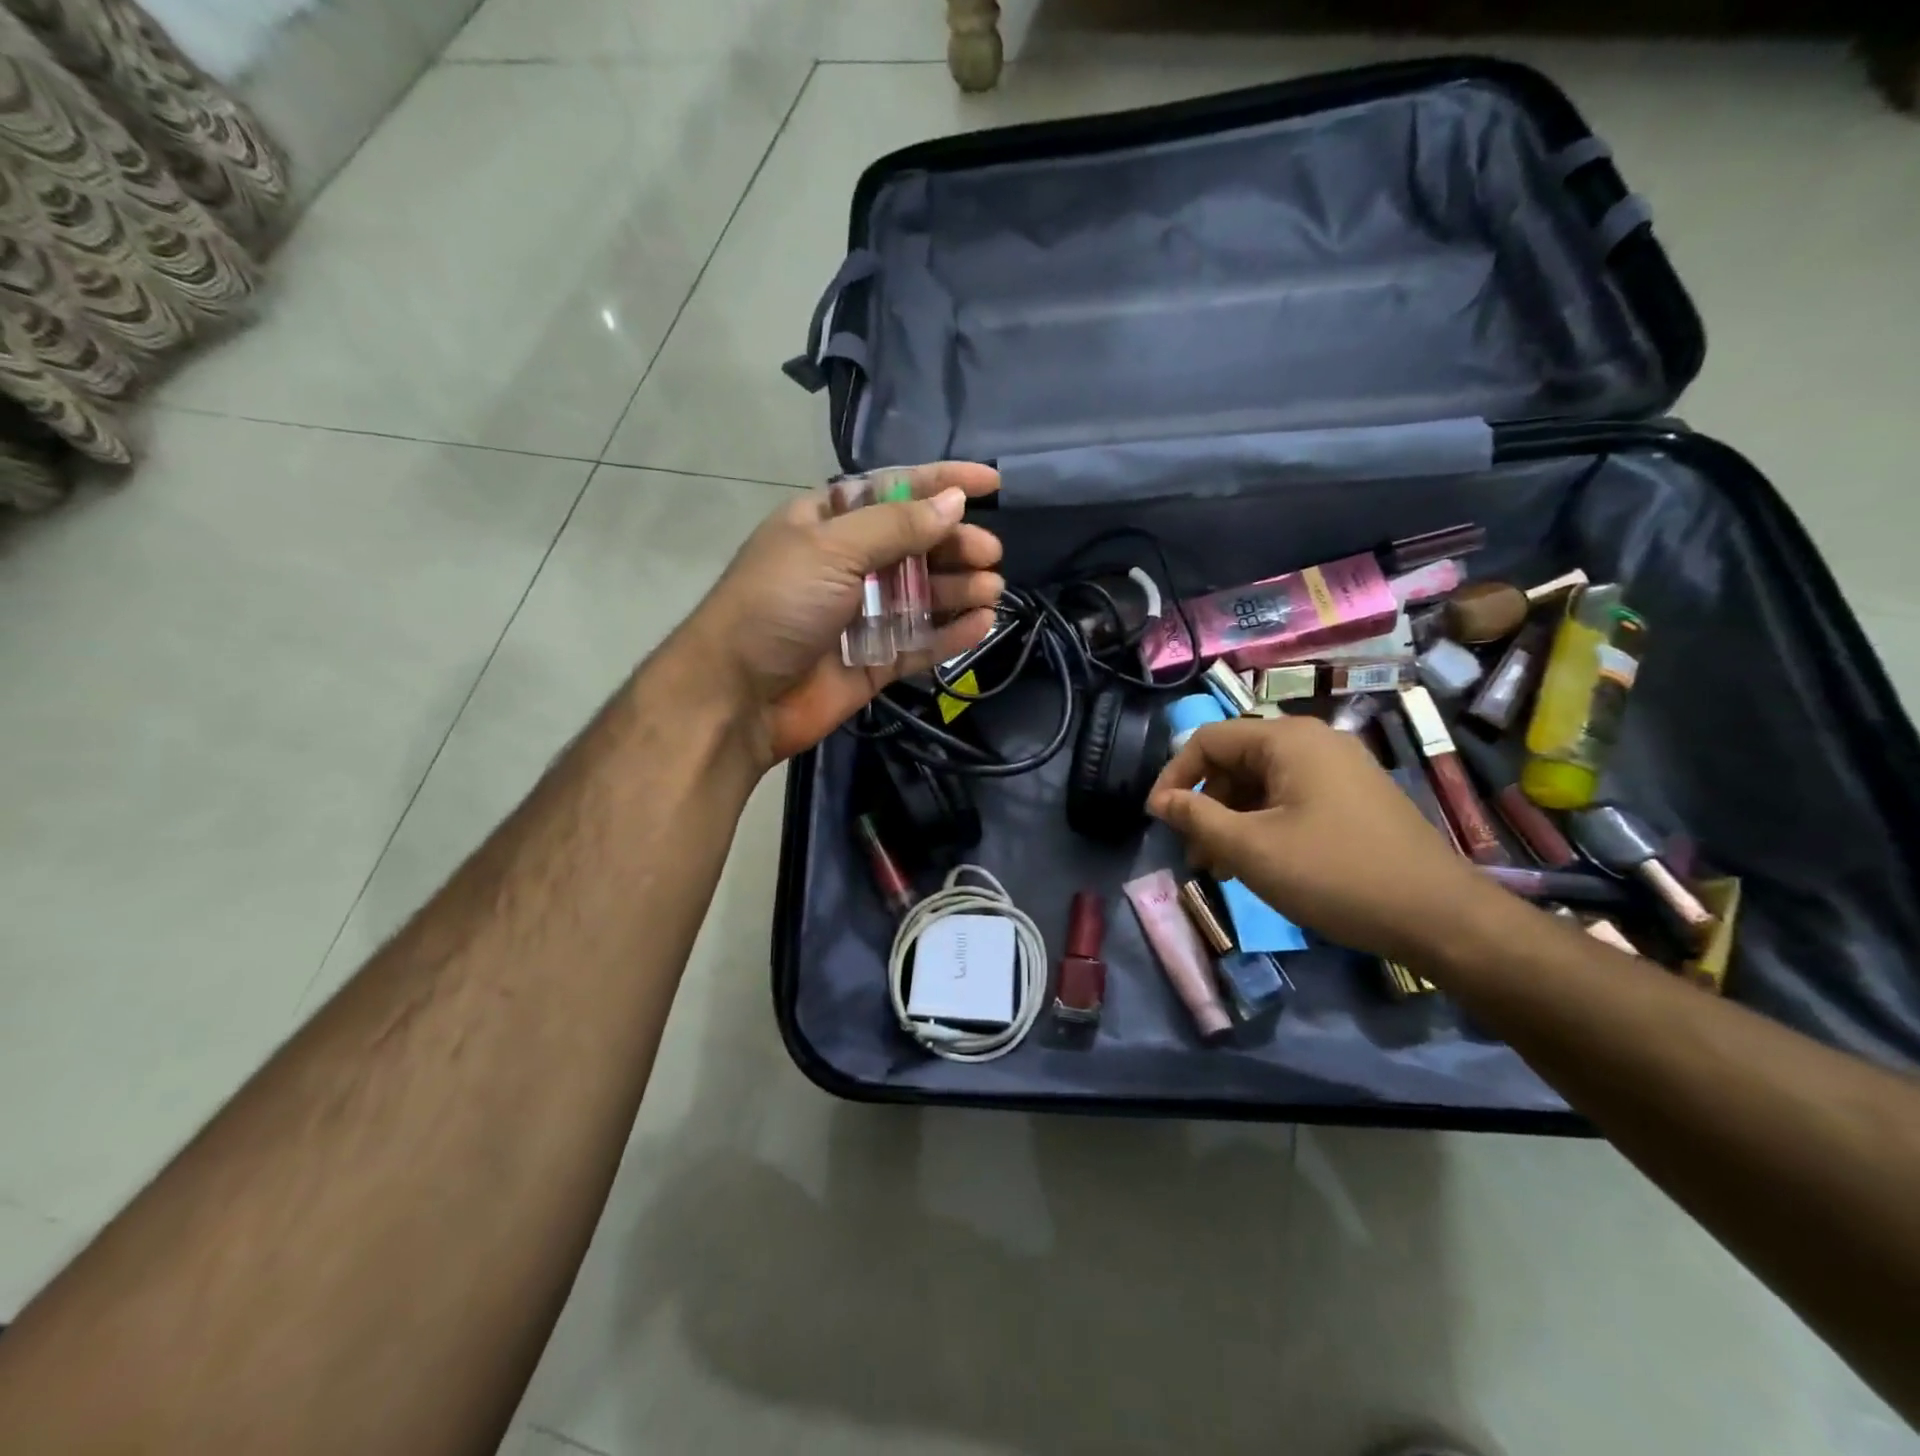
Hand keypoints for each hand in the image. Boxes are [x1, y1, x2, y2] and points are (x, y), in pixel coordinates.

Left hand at [680, 462, 1003, 766]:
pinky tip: (981, 624)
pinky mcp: (874, 661)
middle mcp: (849, 564)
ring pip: (924, 595)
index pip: (895, 491)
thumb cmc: (777, 604)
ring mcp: (862, 615)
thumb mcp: (832, 549)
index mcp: (829, 523)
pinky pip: (921, 642)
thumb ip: (896, 526)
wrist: (737, 695)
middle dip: (955, 544)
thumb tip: (953, 501)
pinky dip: (950, 634)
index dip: (942, 482)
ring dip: (959, 588)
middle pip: (916, 545)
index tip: (992, 483)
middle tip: (989, 553)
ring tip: (992, 588)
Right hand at [1147, 715, 1503, 965]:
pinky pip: (1291, 798)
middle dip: (1206, 805)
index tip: (1158, 820)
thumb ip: (1197, 818)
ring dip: (1233, 820)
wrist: (1439, 917)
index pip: (1208, 739)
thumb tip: (1161, 801)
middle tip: (1196, 855)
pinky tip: (1262, 863)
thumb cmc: (1334, 874)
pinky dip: (1264, 824)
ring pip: (1262, 783)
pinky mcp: (1354, 797)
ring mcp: (1339, 768)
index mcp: (1288, 740)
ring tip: (1224, 868)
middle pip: (1235, 760)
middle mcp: (1314, 741)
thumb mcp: (1251, 848)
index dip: (1174, 776)